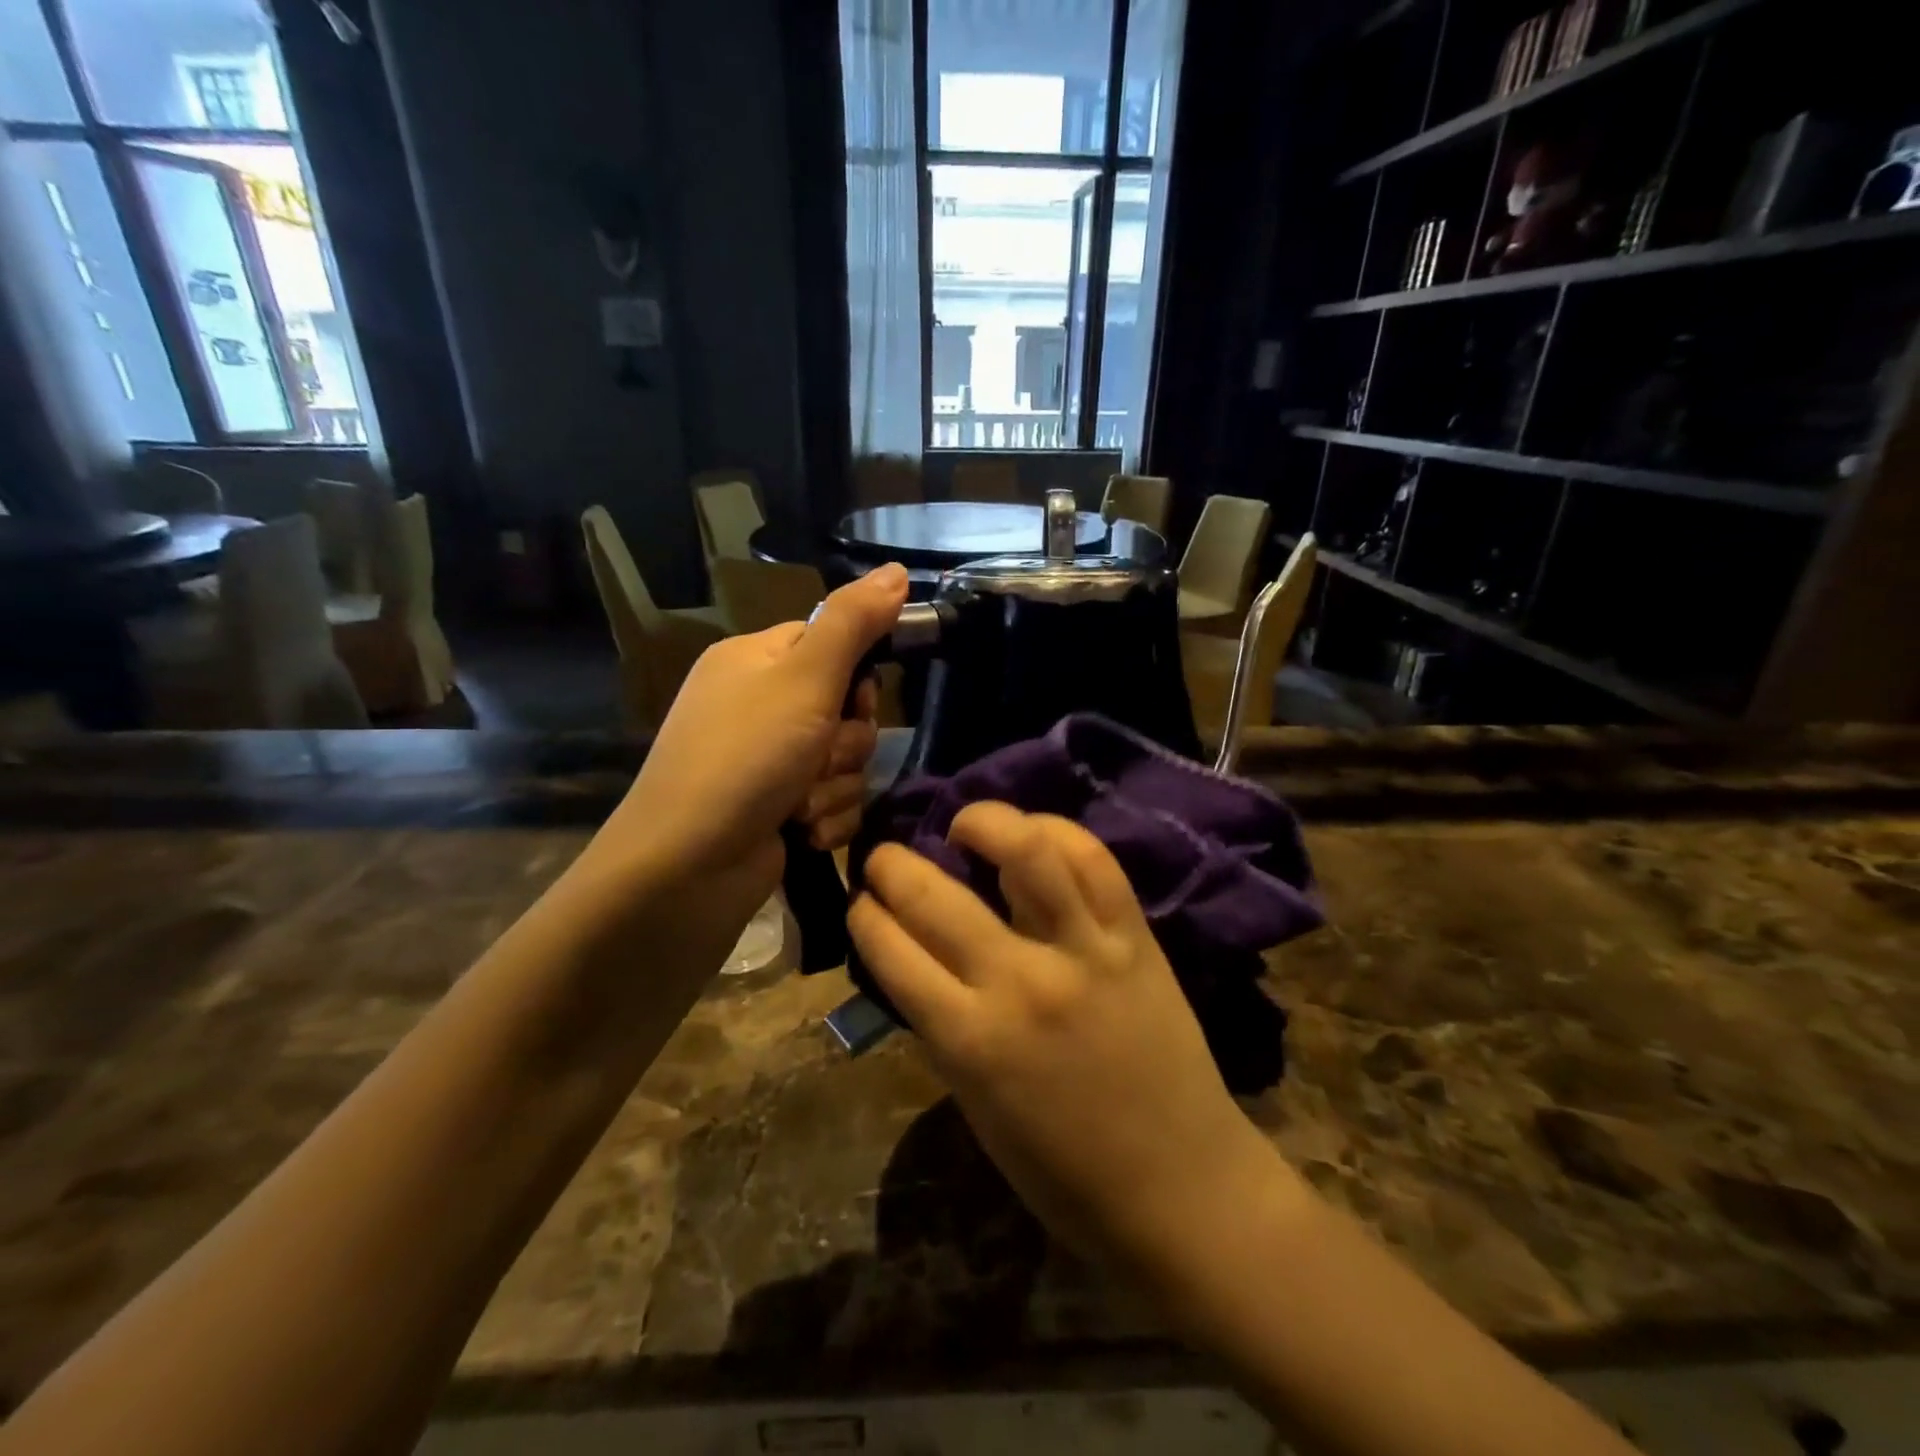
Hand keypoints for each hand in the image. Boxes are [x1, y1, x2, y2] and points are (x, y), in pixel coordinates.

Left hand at [582, 565, 905, 940]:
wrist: (685, 870)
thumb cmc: (744, 759)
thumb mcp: (803, 679)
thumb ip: (853, 623)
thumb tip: (896, 570)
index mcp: (755, 661)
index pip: (832, 645)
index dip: (855, 676)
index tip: (855, 700)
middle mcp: (759, 707)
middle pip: (847, 709)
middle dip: (844, 744)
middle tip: (816, 757)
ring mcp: (767, 762)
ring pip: (846, 762)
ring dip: (835, 787)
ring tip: (799, 805)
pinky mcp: (778, 810)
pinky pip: (833, 802)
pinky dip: (825, 818)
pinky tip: (799, 832)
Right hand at [848, 803, 1270, 1262]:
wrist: (1181, 1188)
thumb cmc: (1063, 1170)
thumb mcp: (975, 1104)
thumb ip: (941, 1024)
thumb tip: (912, 957)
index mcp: (969, 1040)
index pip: (890, 949)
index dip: (863, 914)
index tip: (860, 901)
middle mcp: (1020, 983)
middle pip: (934, 895)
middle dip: (891, 864)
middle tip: (885, 857)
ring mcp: (1083, 951)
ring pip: (1024, 852)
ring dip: (980, 822)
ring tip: (963, 826)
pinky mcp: (1134, 938)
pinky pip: (1094, 861)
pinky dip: (1055, 832)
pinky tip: (1033, 835)